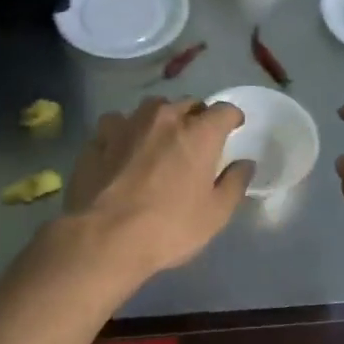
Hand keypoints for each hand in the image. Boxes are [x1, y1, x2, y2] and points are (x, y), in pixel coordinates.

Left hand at [63, 97, 253, 282]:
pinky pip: (117, 124)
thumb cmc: (169, 228)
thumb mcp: (215, 215)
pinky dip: (125, 132)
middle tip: (196, 141)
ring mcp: (126, 124)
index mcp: (198, 134)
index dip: (231, 118)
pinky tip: (122, 150)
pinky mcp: (98, 139)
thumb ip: (234, 183)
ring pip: (150, 109)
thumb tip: (245, 164)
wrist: (103, 239)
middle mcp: (163, 118)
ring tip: (159, 140)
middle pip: (187, 105)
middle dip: (196, 118)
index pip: (224, 111)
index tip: (233, 128)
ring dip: (160, 120)